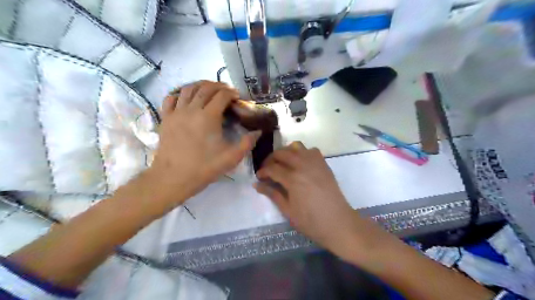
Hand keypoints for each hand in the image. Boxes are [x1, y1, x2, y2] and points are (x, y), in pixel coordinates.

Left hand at [148, 82, 261, 207]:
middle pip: (205, 88)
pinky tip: (187, 99)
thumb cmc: (204, 168)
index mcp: (208, 117)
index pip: (222, 95)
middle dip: (218, 86)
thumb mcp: (231, 158)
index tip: (238, 97)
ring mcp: (176, 112)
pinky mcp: (165, 118)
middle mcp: (192, 109)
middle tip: (227, 91)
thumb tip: (258, 131)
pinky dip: (180, 94)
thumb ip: (247, 143)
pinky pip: (170, 98)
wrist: (173, 178)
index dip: (232, 93)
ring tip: (209, 90)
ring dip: (200, 85)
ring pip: (188, 89)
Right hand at [253, 141, 358, 254]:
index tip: (259, 177)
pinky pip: (311, 150)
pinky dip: (302, 152)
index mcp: (292, 179)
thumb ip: (273, 194)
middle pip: (282, 153)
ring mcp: (315, 163)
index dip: (262, 171)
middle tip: (268, 169)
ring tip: (283, 163)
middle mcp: (303, 166)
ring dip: (286, 152)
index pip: (272, 168)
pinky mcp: (324, 164)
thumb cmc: (311, 221)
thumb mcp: (288, 211)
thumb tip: (257, 185)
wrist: (338, 223)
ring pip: (296, 146)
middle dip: (271, 159)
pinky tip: (300, 163)